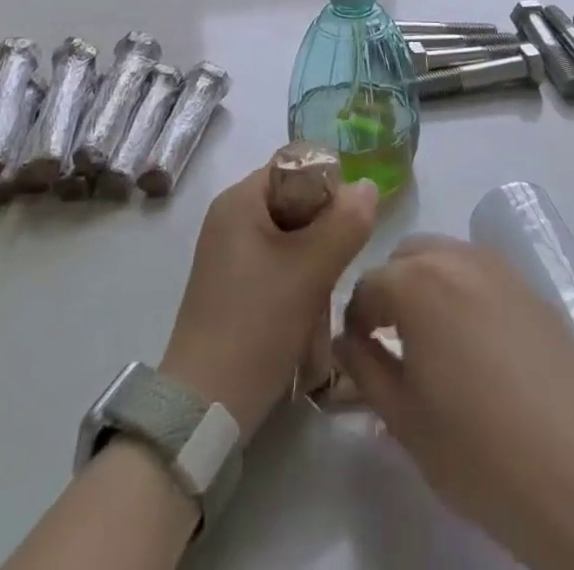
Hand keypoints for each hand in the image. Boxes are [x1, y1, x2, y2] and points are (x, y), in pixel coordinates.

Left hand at [159, 166, 376, 439]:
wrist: (205, 407)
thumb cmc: (257, 324)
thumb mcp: (311, 270)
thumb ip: (346, 222)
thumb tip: (367, 186)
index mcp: (240, 199)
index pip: (296, 166)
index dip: (329, 187)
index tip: (349, 224)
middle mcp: (230, 217)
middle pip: (295, 200)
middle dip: (324, 229)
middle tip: (339, 264)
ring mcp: (228, 252)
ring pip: (290, 235)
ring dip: (315, 259)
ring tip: (324, 295)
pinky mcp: (232, 284)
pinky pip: (276, 261)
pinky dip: (298, 278)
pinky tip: (308, 312)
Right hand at [334, 236, 573, 562]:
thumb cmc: (479, 451)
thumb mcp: (405, 420)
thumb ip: (366, 369)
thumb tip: (349, 341)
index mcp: (417, 282)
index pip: (367, 284)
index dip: (356, 319)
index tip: (359, 354)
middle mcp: (457, 257)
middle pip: (407, 256)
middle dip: (392, 290)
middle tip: (395, 343)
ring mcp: (501, 267)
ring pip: (447, 257)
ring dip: (429, 285)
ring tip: (437, 343)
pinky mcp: (533, 287)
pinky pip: (483, 274)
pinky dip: (466, 293)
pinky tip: (480, 346)